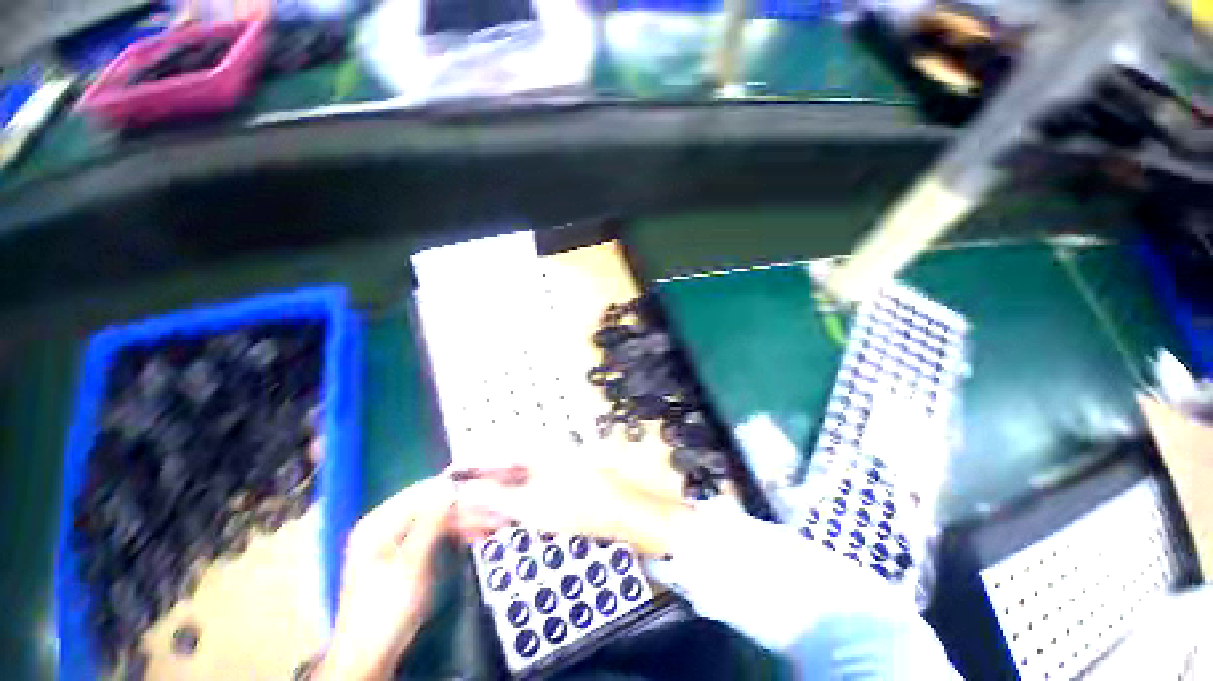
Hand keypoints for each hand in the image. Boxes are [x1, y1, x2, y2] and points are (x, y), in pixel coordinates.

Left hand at [317, 475, 500, 680]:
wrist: (370, 657)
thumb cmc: (387, 608)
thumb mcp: (411, 563)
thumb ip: (430, 521)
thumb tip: (449, 486)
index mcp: (379, 522)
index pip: (423, 491)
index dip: (454, 488)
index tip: (485, 486)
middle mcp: (387, 525)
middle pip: (433, 505)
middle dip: (465, 507)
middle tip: (496, 510)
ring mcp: (397, 541)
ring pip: (438, 520)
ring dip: (466, 520)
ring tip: (495, 522)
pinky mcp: (407, 556)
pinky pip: (436, 535)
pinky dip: (456, 534)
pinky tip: (478, 534)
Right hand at [452, 453, 691, 556]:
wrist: (619, 512)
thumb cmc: (577, 506)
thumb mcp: (532, 506)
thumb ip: (495, 496)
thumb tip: (465, 490)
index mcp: (533, 449)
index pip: (490, 451)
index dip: (466, 466)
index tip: (446, 481)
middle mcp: (539, 451)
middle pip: (500, 464)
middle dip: (479, 485)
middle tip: (460, 506)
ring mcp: (549, 463)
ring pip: (511, 477)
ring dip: (494, 494)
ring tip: (477, 516)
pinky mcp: (555, 477)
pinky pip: (526, 485)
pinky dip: (512, 499)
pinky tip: (503, 515)